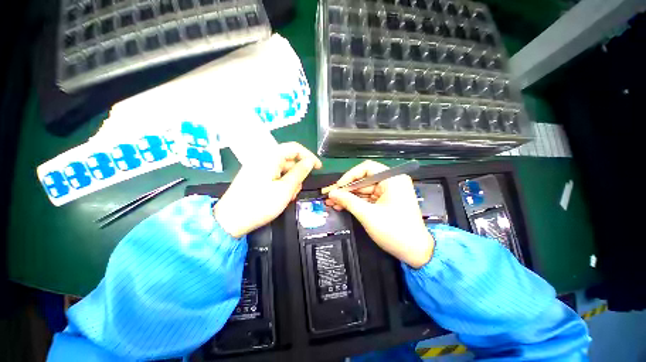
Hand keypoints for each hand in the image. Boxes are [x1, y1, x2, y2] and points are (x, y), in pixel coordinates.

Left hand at [215, 142, 321, 237]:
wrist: (230, 221)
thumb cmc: (260, 204)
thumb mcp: (285, 189)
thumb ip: (300, 172)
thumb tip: (310, 161)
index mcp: (270, 156)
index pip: (295, 148)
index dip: (309, 156)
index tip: (319, 168)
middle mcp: (263, 158)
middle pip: (289, 160)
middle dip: (297, 175)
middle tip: (297, 191)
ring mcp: (258, 168)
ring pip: (283, 170)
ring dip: (290, 182)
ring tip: (287, 198)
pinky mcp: (256, 177)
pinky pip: (274, 176)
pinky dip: (281, 185)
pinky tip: (280, 197)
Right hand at [322, 161, 433, 267]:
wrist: (415, 252)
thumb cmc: (394, 231)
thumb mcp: (368, 215)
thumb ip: (348, 201)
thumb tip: (331, 193)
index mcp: (392, 179)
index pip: (367, 168)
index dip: (349, 176)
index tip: (338, 187)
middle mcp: (391, 182)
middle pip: (363, 180)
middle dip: (346, 189)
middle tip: (329, 195)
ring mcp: (389, 192)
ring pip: (364, 190)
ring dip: (348, 197)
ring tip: (331, 202)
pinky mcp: (386, 201)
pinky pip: (368, 198)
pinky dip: (356, 202)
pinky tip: (342, 206)